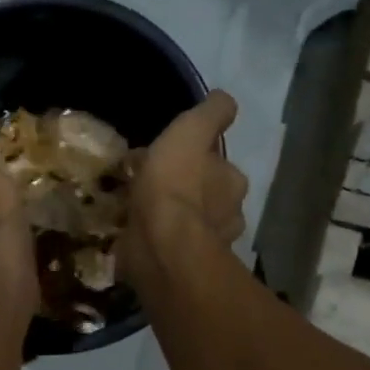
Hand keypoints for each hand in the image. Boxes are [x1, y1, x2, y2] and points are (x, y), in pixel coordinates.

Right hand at [118, 90, 247, 288]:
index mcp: (233, 183)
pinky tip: (136, 235)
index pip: (220, 165)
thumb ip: (212, 114)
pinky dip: (158, 241)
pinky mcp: (181, 269)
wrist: (160, 246)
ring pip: (190, 224)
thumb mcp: (192, 131)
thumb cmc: (175, 184)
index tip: (172, 157)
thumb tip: (224, 101)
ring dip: (173, 218)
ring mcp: (206, 247)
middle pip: (208, 197)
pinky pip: (170, 248)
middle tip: (152, 184)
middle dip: (187, 191)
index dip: (198, 159)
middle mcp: (228, 216)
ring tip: (140, 210)